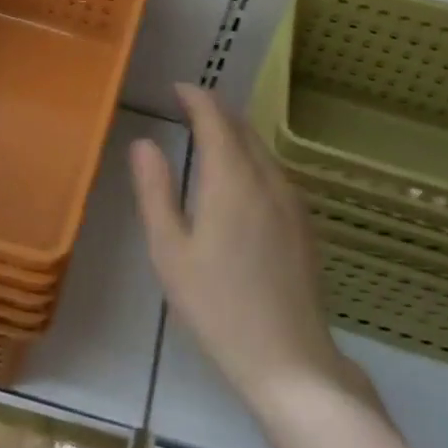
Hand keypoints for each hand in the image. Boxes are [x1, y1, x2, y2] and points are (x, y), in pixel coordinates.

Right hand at [131, 84, 354, 416]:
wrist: (289, 360)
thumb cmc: (217, 306)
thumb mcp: (170, 251)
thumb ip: (155, 191)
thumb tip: (143, 142)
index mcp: (231, 179)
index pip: (215, 118)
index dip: (196, 97)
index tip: (176, 87)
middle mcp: (267, 179)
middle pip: (242, 128)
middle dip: (215, 109)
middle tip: (187, 105)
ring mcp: (291, 202)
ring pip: (261, 149)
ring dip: (234, 131)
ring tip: (208, 132)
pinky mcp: (304, 224)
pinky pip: (273, 170)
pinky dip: (251, 155)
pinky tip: (239, 175)